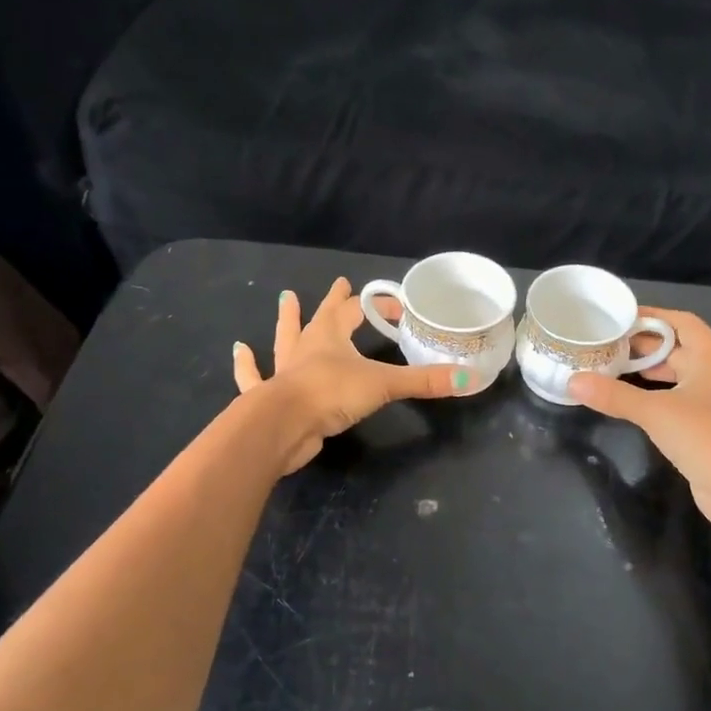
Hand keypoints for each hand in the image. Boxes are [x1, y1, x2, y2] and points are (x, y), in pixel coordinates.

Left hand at [234, 278, 472, 473]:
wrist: (283, 425)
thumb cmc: (332, 395)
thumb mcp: (384, 385)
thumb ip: (424, 382)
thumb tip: (470, 379)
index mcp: (331, 337)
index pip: (356, 312)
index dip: (376, 306)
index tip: (396, 306)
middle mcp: (305, 348)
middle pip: (319, 318)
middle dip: (331, 302)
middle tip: (336, 284)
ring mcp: (283, 371)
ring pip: (284, 339)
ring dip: (286, 321)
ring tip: (284, 299)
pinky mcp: (268, 396)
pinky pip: (254, 376)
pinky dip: (247, 365)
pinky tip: (239, 350)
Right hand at [569, 310, 710, 538]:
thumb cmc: (705, 436)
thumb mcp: (655, 411)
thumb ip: (613, 395)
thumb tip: (572, 381)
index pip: (681, 322)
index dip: (652, 316)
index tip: (618, 317)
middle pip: (676, 349)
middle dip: (642, 346)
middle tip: (604, 345)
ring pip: (675, 377)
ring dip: (646, 373)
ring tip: (609, 370)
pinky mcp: (706, 429)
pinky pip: (675, 402)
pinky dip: (652, 397)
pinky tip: (628, 403)